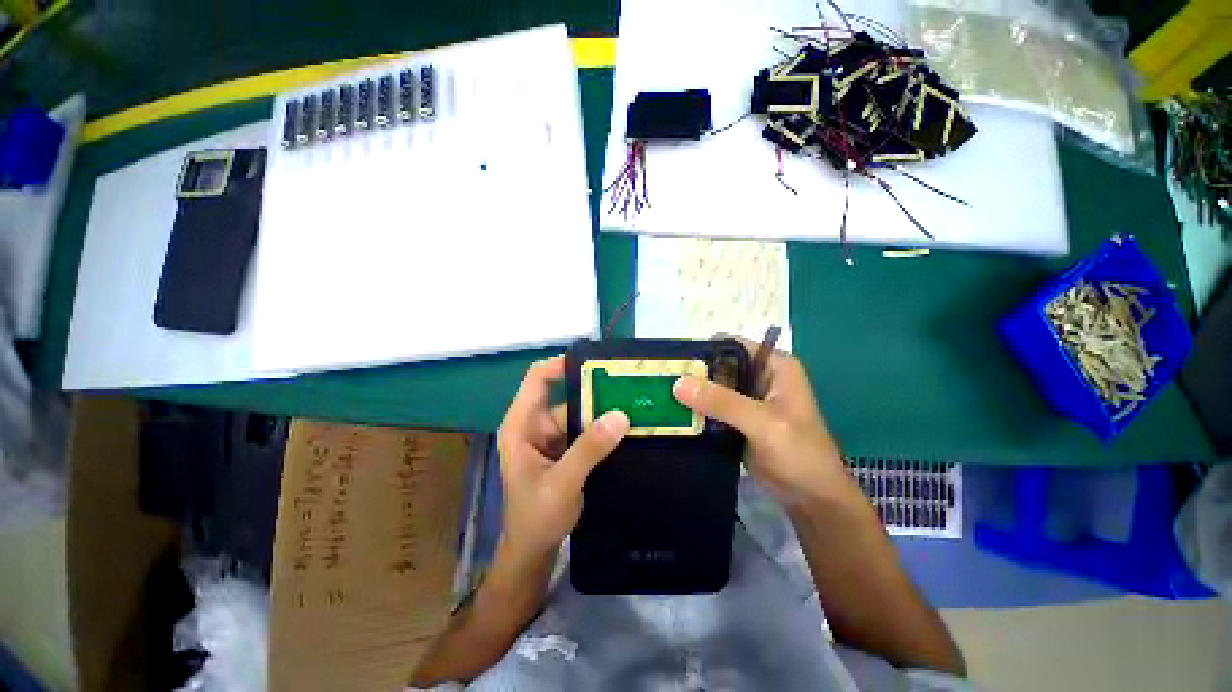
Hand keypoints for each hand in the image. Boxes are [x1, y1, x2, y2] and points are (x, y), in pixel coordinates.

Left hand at [496, 356, 629, 563]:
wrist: (534, 552)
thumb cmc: (535, 517)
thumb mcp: (562, 482)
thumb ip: (589, 449)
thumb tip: (620, 415)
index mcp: (521, 424)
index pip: (537, 379)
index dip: (561, 364)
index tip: (595, 363)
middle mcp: (536, 424)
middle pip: (567, 396)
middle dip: (596, 391)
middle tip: (629, 386)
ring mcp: (553, 436)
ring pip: (582, 413)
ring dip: (605, 412)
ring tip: (636, 404)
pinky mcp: (567, 449)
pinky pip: (588, 430)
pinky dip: (605, 429)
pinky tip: (627, 426)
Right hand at [672, 339, 849, 509]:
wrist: (812, 498)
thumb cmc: (799, 454)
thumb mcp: (763, 423)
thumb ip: (721, 401)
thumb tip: (678, 383)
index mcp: (773, 365)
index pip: (732, 345)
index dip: (703, 349)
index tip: (673, 361)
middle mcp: (759, 376)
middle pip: (718, 365)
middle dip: (693, 373)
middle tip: (661, 381)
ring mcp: (747, 399)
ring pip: (713, 387)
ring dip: (692, 392)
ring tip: (661, 395)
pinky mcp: (738, 419)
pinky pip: (712, 407)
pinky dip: (696, 410)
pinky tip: (675, 413)